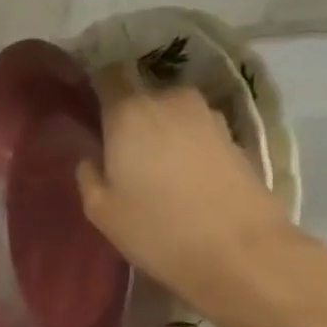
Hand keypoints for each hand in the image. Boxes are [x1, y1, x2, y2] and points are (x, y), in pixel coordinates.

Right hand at [75, 73, 296, 319]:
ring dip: (159, 132)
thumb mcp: (101, 210)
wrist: (240, 251)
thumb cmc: (156, 229)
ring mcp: (208, 116)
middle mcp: (170, 101)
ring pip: (170, 114)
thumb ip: (88, 175)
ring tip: (151, 168)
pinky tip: (181, 178)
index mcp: (129, 112)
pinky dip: (184, 146)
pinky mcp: (234, 137)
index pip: (108, 76)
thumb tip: (92, 157)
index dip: (96, 87)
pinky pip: (195, 132)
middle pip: (140, 96)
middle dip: (127, 117)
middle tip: (116, 152)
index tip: (86, 109)